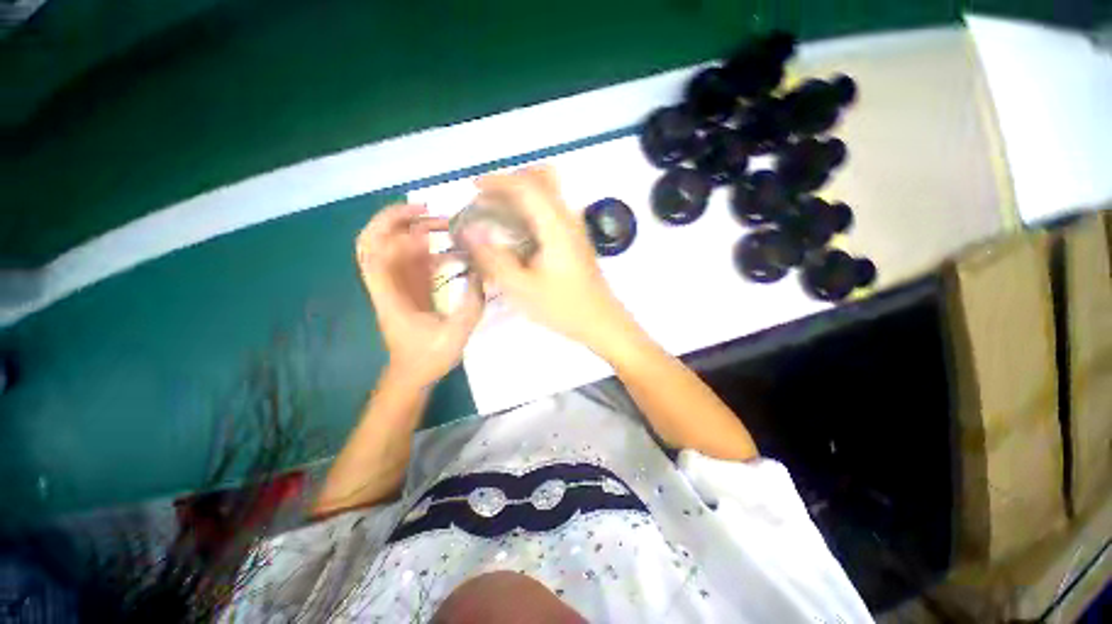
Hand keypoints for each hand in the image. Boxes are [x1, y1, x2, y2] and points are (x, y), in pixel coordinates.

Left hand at [356, 204, 483, 389]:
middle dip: (394, 219)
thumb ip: (471, 305)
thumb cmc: (428, 358)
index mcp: (390, 297)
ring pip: (391, 245)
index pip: (376, 256)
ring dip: (412, 229)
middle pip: (372, 241)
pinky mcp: (409, 288)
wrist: (412, 374)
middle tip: (426, 208)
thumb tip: (481, 274)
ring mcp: (397, 284)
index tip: (429, 229)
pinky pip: (412, 259)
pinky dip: (426, 247)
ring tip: (443, 222)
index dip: (396, 236)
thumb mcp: (455, 335)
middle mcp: (387, 285)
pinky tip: (450, 247)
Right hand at [462, 166, 634, 351]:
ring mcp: (575, 228)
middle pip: (543, 178)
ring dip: (523, 194)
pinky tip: (518, 234)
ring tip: (499, 214)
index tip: (474, 187)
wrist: (600, 321)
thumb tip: (469, 233)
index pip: (527, 185)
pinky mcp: (576, 239)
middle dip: (512, 181)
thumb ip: (494, 259)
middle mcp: (568, 219)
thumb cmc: (563, 307)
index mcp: (556, 226)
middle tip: (489, 199)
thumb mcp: (522, 288)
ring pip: (549, 193)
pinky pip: (552, 210)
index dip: (498, 180)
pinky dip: (532, 209)